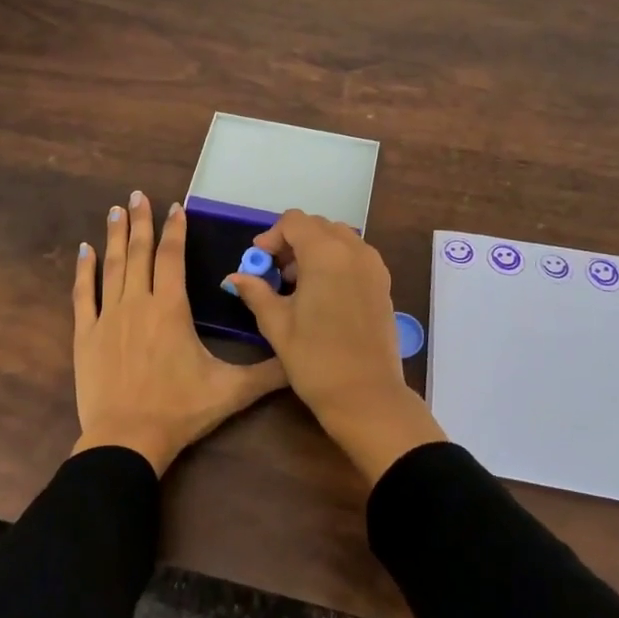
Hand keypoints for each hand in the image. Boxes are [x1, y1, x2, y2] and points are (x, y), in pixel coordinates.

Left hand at [72, 192, 286, 475]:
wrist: (126, 440)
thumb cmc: (179, 411)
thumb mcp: (231, 391)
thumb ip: (267, 372)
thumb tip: (300, 360)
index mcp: (171, 308)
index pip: (173, 257)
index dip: (175, 230)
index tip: (174, 206)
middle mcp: (138, 303)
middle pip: (140, 253)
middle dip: (140, 221)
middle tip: (137, 195)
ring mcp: (108, 317)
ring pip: (112, 266)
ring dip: (114, 237)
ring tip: (115, 210)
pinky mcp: (86, 335)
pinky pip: (83, 295)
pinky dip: (83, 270)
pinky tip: (83, 250)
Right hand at [226, 211, 445, 484]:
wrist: (366, 396)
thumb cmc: (315, 359)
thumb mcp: (277, 324)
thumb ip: (256, 292)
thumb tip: (235, 277)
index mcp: (325, 254)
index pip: (294, 221)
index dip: (272, 236)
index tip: (259, 261)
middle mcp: (354, 251)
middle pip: (318, 226)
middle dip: (293, 241)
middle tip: (275, 272)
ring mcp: (373, 267)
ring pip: (339, 239)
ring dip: (315, 250)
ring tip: (297, 284)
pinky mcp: (383, 284)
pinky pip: (356, 256)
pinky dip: (335, 261)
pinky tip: (321, 294)